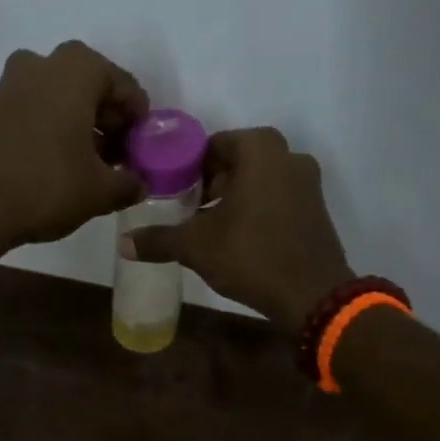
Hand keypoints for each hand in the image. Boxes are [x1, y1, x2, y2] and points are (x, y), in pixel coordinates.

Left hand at [0, 41, 149, 255]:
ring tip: (89, 169)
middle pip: (91, 89)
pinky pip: (34, 113)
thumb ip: (128, 183)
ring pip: (60, 100)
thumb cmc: (45, 186)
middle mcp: (42, 63)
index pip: (126, 88)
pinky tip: (56, 168)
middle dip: (108, 123)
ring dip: (79, 128)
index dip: (139, 122)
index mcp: (77, 69)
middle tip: (117, 160)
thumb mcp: (100, 191)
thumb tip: (138, 184)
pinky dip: (52, 132)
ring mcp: (9, 84)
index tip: (142, 151)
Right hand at [127, 127, 354, 330]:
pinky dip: (258, 207)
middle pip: (238, 159)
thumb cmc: (251, 256)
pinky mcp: (317, 207)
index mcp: (260, 150)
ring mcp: (308, 181)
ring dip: (234, 195)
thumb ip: (159, 239)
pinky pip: (278, 195)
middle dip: (211, 181)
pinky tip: (240, 237)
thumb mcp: (196, 247)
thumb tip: (123, 243)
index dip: (189, 167)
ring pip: (260, 178)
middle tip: (189, 208)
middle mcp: (289, 155)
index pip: (212, 145)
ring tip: (211, 226)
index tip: (173, 191)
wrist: (312, 295)